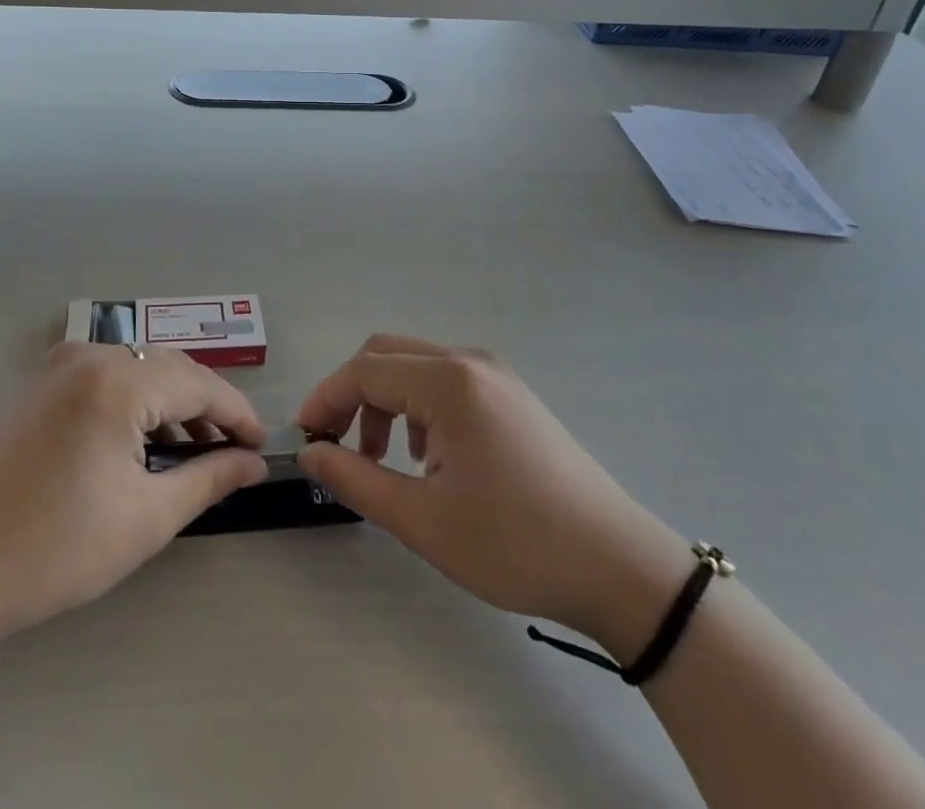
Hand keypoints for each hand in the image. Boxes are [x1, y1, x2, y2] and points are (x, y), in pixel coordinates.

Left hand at [0, 343, 267, 653]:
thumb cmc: (52, 551)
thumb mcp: (144, 519)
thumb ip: (209, 480)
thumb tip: (254, 463)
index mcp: (117, 381)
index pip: (199, 384)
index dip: (237, 415)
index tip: (262, 446)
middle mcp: (89, 354)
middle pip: (170, 369)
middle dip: (207, 408)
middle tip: (233, 451)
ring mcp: (59, 363)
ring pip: (139, 369)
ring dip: (171, 404)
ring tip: (193, 452)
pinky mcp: (40, 380)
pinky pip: (106, 375)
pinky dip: (135, 401)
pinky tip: (144, 441)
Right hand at [295, 335, 686, 658]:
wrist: (619, 568)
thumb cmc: (514, 544)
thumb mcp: (423, 520)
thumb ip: (355, 480)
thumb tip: (310, 454)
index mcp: (447, 382)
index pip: (363, 371)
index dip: (325, 400)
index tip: (304, 440)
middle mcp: (469, 362)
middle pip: (386, 355)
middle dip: (351, 394)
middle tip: (336, 446)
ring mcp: (495, 375)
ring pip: (415, 367)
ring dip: (385, 402)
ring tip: (384, 461)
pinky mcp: (512, 395)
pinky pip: (446, 382)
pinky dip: (418, 407)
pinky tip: (429, 458)